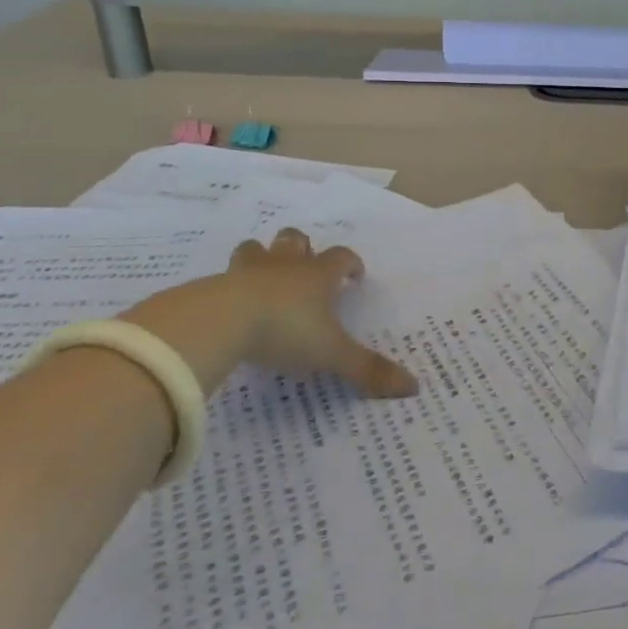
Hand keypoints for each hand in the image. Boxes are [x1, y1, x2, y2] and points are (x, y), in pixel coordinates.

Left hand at [120, 230, 417, 397]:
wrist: (220, 321)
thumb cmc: (286, 330)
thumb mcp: (331, 354)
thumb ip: (367, 370)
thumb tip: (414, 387)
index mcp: (317, 276)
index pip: (341, 257)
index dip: (351, 264)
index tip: (355, 276)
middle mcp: (284, 266)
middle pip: (295, 241)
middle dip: (302, 248)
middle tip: (306, 267)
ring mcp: (246, 272)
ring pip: (255, 249)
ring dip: (262, 258)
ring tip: (264, 277)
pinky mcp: (213, 285)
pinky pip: (223, 277)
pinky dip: (229, 286)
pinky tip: (229, 305)